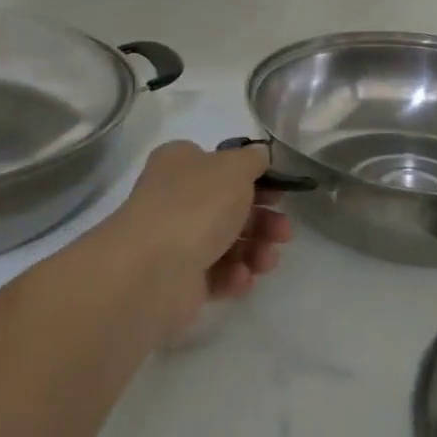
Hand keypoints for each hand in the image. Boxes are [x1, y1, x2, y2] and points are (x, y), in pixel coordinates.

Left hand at [108, 140, 293, 336]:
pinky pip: (215, 274)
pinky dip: (233, 276)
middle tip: (284, 232)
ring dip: (255, 250)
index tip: (280, 193)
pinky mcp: (178, 280)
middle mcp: (175, 199)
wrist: (151, 271)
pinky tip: (240, 278)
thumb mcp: (235, 168)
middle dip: (263, 220)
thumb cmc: (196, 206)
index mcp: (181, 164)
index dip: (255, 178)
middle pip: (229, 207)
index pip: (221, 165)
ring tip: (266, 261)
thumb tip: (259, 156)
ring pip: (227, 242)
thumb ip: (253, 159)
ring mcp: (175, 240)